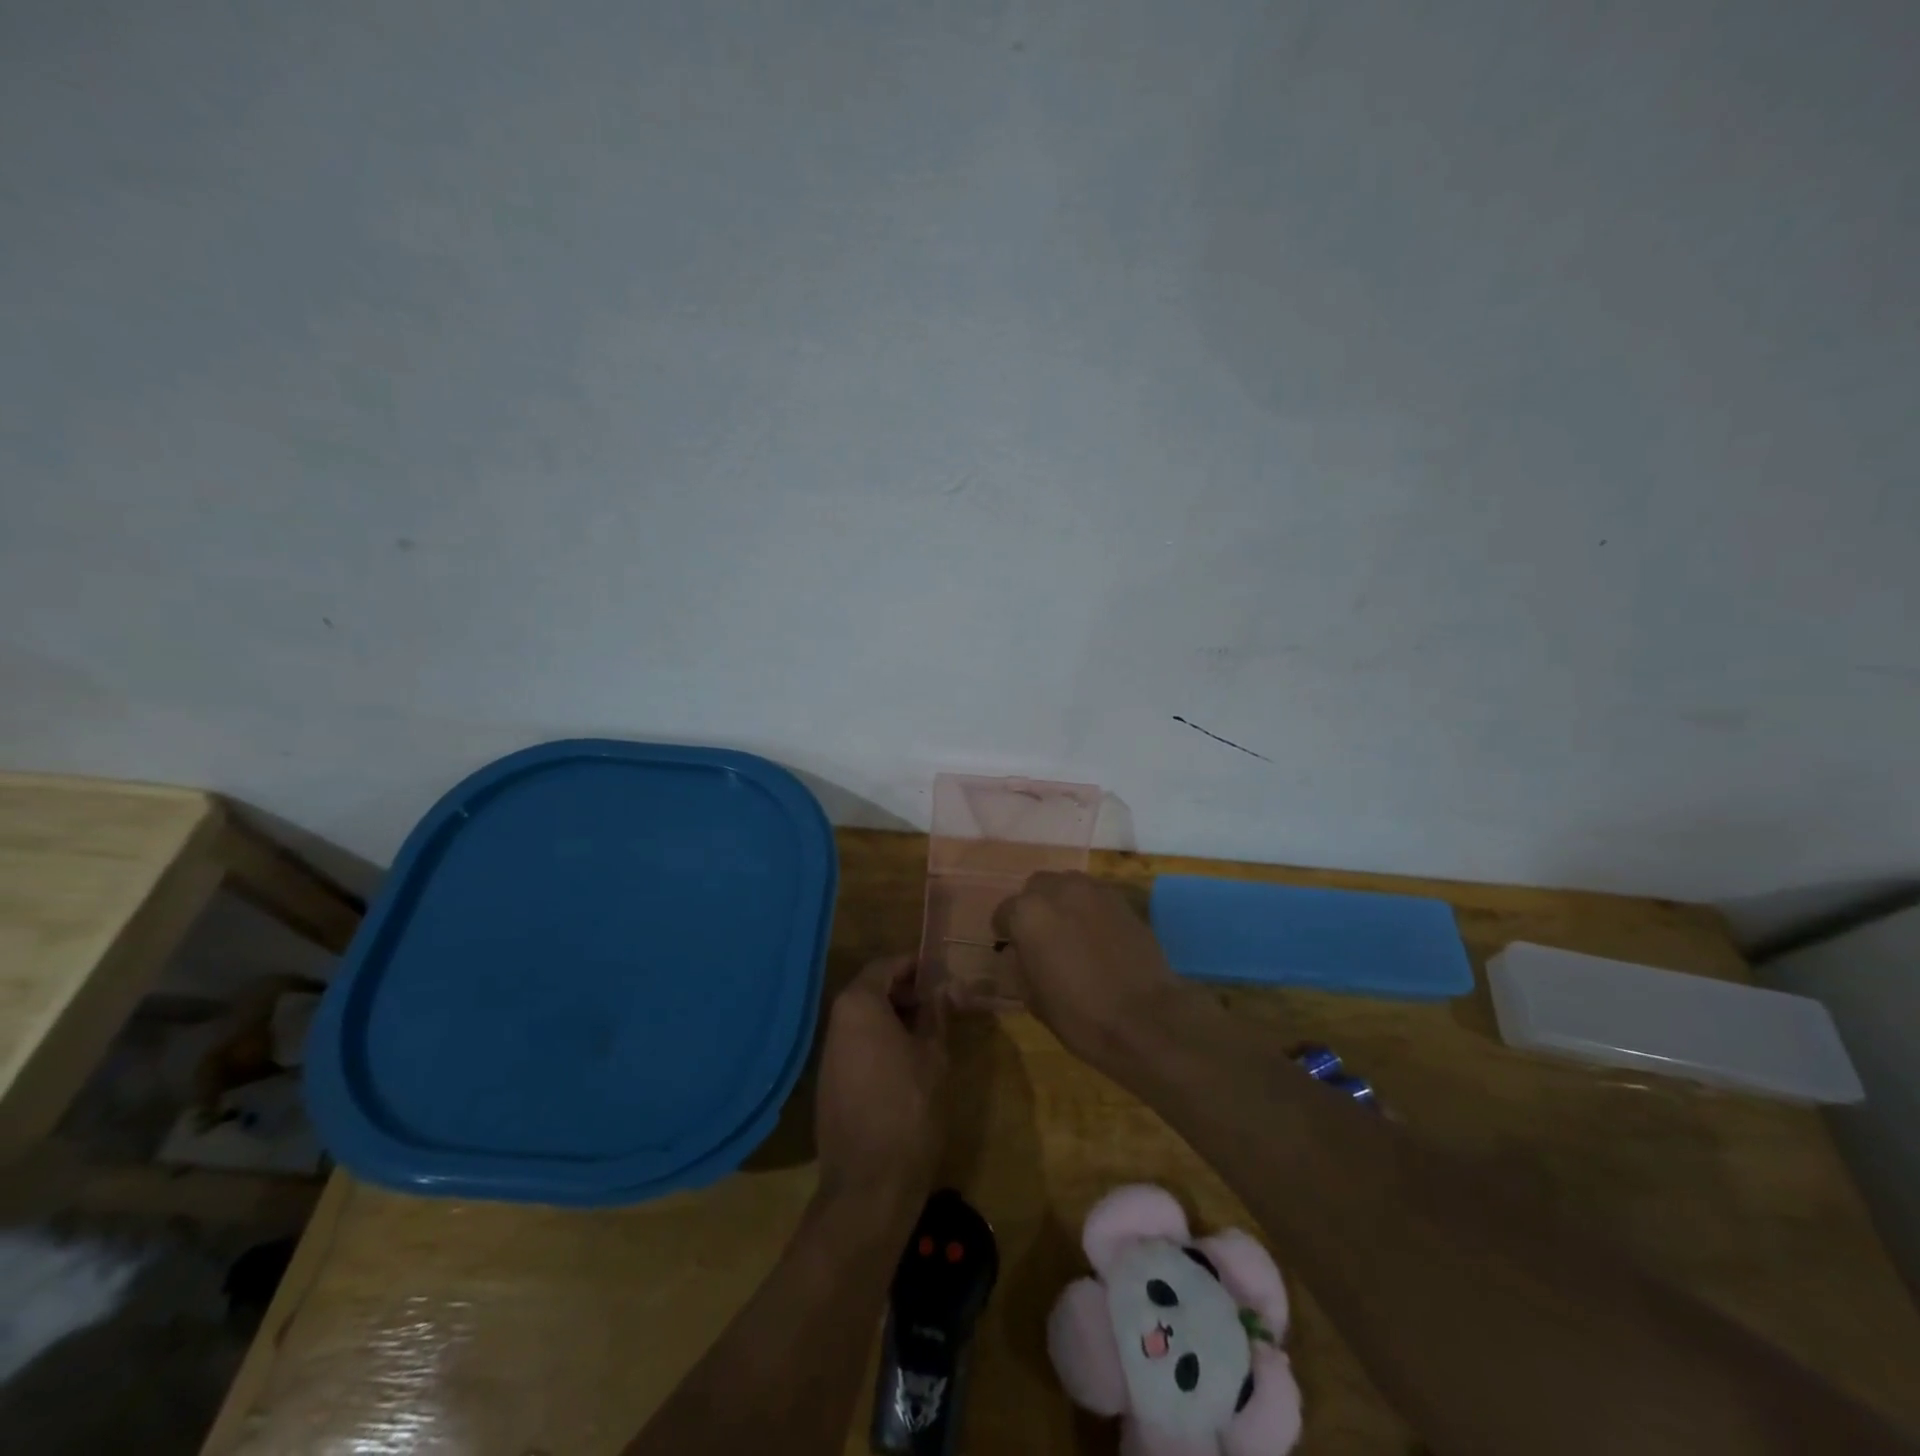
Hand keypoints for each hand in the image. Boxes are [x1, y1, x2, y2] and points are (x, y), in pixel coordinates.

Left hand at [814, 956, 948, 1207]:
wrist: (869, 1183)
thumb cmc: (909, 1107)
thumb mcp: (933, 1054)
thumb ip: (937, 1013)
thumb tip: (946, 986)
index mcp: (858, 1004)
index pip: (886, 965)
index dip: (915, 965)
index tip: (943, 973)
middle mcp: (836, 1021)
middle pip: (872, 989)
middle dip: (907, 991)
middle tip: (942, 1004)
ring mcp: (828, 1053)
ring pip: (864, 1019)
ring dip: (895, 1017)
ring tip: (930, 1032)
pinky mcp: (828, 1082)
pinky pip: (857, 1045)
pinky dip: (881, 1041)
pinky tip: (908, 1062)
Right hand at [991, 871, 1193, 1069]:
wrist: (1146, 1018)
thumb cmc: (1080, 1015)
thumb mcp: (1033, 998)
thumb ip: (1018, 964)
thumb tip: (1017, 951)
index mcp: (1027, 914)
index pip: (1004, 912)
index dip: (1006, 932)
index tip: (1012, 949)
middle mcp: (1057, 890)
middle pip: (1036, 888)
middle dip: (1034, 907)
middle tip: (1041, 937)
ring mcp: (1093, 890)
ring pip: (1066, 885)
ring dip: (1061, 902)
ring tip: (1069, 931)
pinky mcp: (1121, 899)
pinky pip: (1094, 895)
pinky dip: (1088, 908)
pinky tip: (1095, 934)